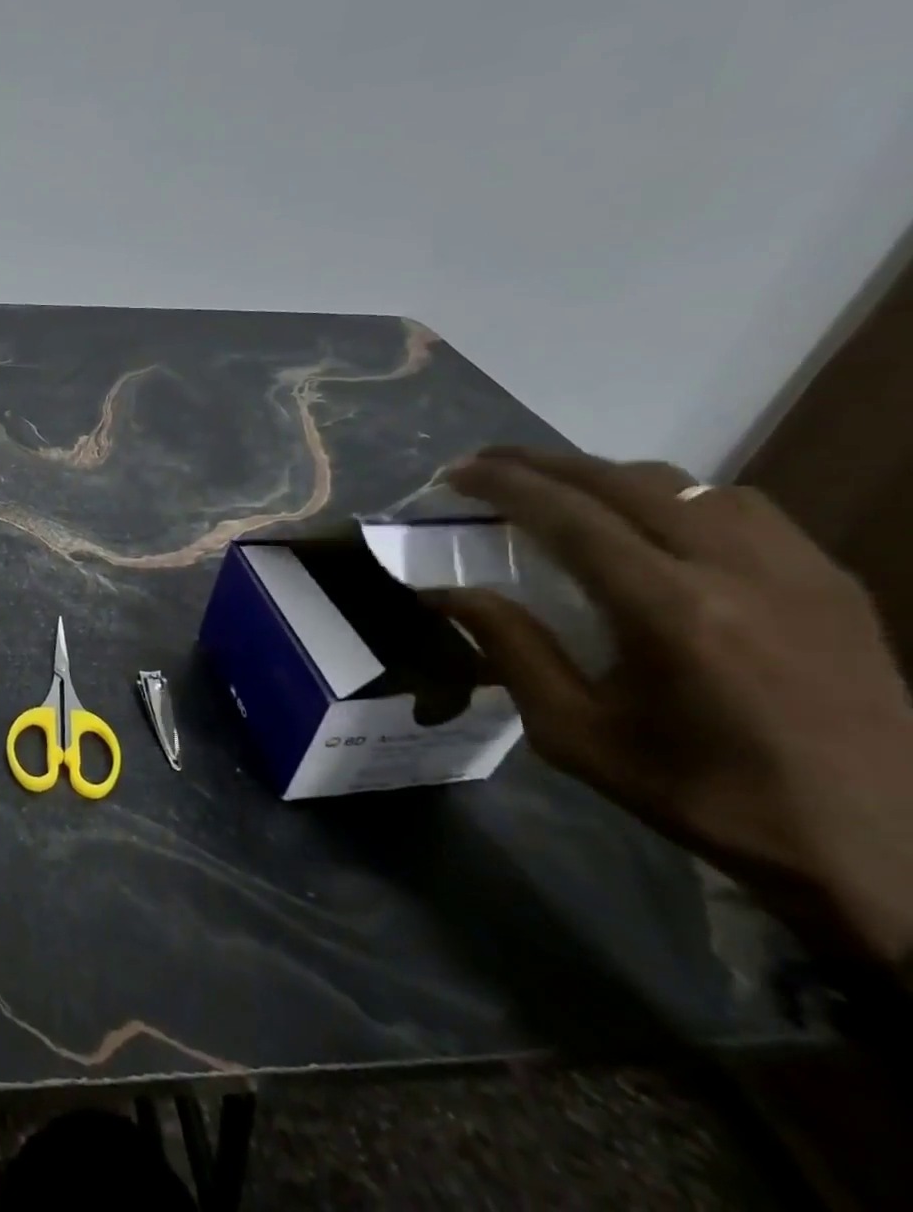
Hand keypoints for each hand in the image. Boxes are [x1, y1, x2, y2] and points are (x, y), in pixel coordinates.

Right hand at [431, 448, 912, 965]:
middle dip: (543, 463)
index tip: (455, 473)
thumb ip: (510, 650)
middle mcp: (738, 570)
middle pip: (624, 481)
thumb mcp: (576, 733)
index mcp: (672, 612)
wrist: (879, 851)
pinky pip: (740, 507)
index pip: (571, 516)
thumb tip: (445, 593)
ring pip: (685, 483)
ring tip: (561, 492)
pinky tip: (649, 524)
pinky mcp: (832, 581)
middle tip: (486, 465)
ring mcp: (797, 569)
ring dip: (608, 476)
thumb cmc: (703, 795)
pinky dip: (673, 497)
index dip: (505, 484)